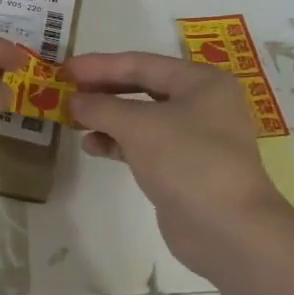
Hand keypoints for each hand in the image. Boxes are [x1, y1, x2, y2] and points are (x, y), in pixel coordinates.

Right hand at [68, 51, 293, 280]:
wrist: (229, 231)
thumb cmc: (188, 161)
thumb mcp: (139, 126)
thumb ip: (101, 107)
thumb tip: (73, 101)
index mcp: (201, 82)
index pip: (141, 63)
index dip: (100, 65)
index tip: (64, 69)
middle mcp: (201, 104)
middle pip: (142, 88)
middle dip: (102, 90)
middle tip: (65, 92)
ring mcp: (194, 138)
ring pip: (141, 118)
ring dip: (106, 118)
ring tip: (73, 121)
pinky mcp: (183, 167)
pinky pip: (144, 145)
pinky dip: (118, 143)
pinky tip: (93, 147)